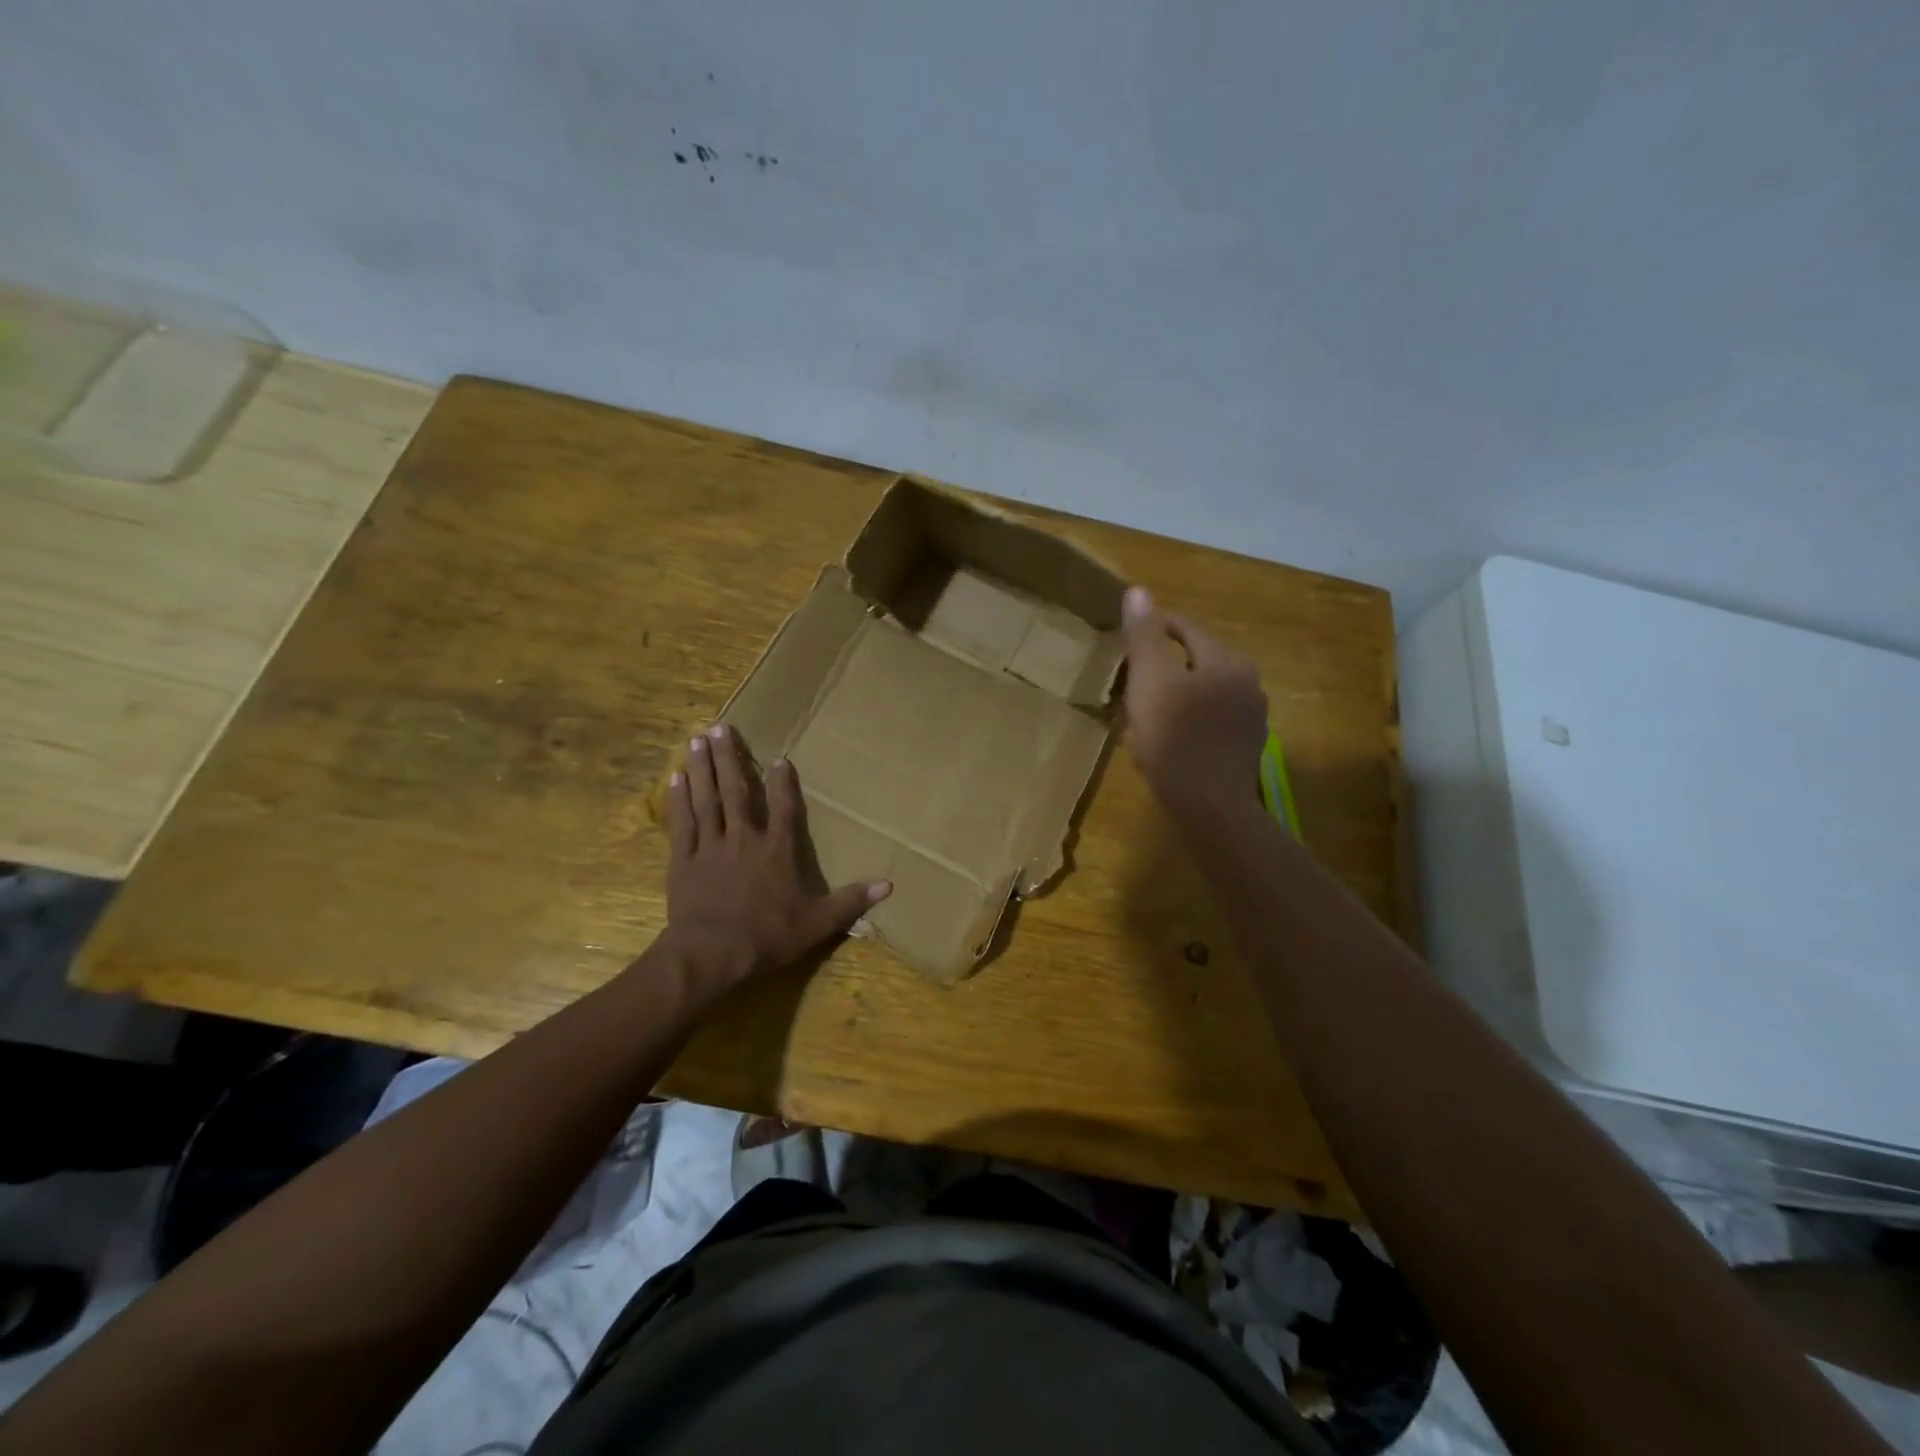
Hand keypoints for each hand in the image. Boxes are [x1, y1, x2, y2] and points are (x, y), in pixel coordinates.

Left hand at [663, 724, 889, 988]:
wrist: (712, 953)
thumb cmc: (767, 936)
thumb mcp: (818, 923)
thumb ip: (850, 901)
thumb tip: (888, 885)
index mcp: (777, 850)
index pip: (784, 809)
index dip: (783, 783)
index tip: (779, 758)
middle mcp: (744, 838)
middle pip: (737, 791)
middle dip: (731, 758)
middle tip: (721, 727)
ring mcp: (710, 846)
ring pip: (706, 799)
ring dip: (702, 768)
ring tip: (696, 739)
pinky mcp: (683, 860)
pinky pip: (682, 823)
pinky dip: (679, 800)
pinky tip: (675, 778)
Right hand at [1120, 587, 1267, 819]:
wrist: (1210, 806)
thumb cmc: (1174, 739)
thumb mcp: (1149, 681)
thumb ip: (1144, 636)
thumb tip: (1138, 590)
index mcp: (1224, 660)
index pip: (1186, 629)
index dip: (1155, 629)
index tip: (1129, 641)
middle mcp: (1246, 680)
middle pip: (1198, 659)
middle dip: (1167, 664)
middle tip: (1135, 679)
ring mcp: (1251, 716)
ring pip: (1207, 691)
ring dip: (1180, 693)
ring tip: (1150, 709)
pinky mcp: (1246, 746)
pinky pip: (1214, 719)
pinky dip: (1192, 719)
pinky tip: (1173, 738)